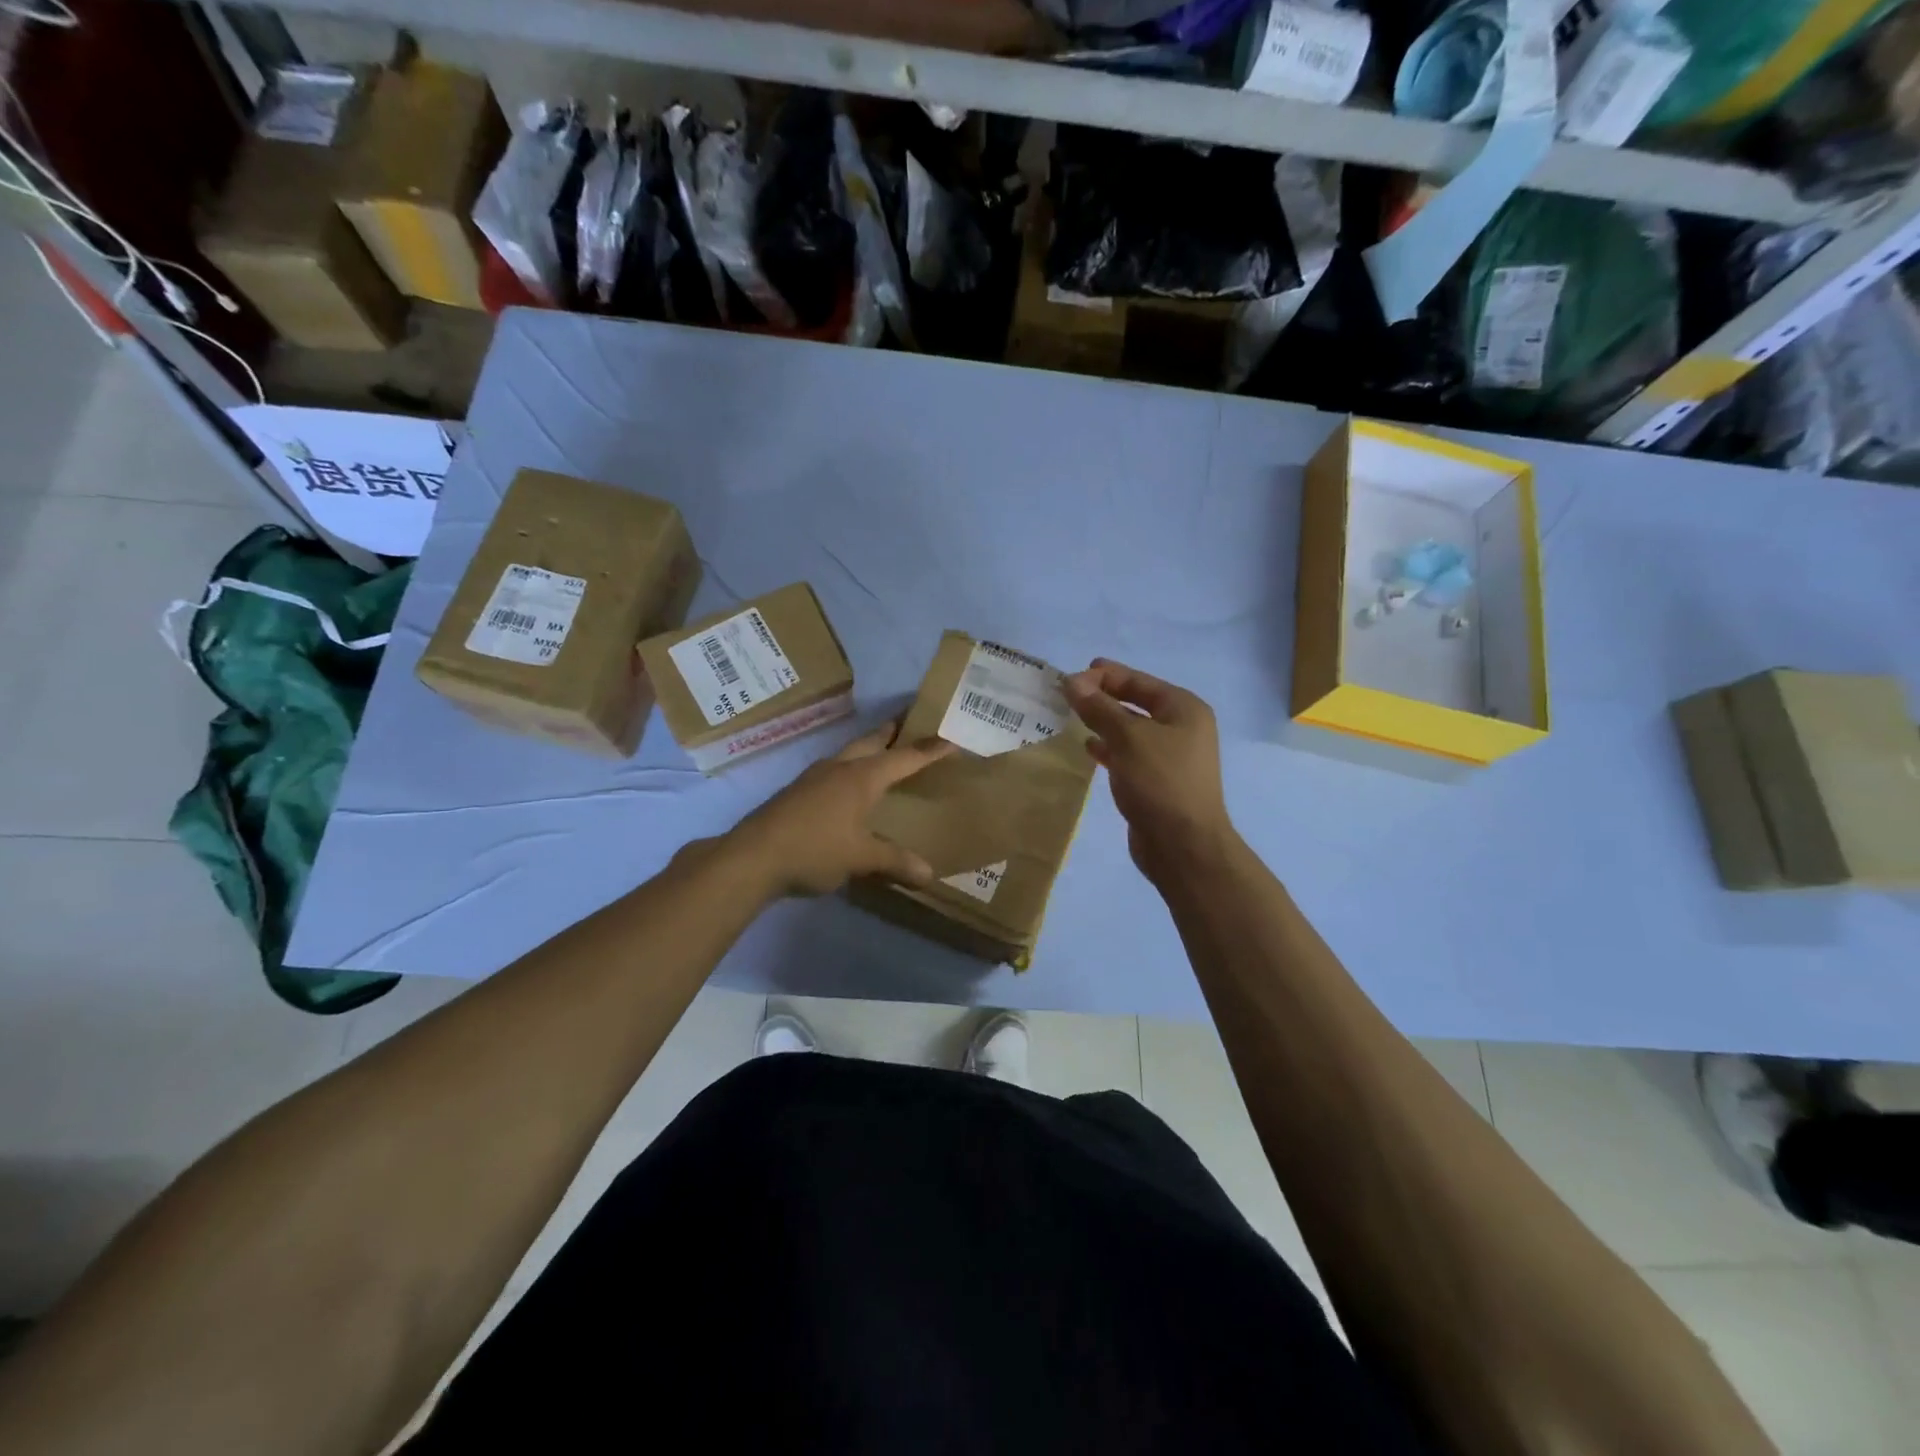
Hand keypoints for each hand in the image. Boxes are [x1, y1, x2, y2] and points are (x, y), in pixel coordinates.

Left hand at [725, 723, 953, 896]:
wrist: (752, 857)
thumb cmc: (814, 849)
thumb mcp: (860, 858)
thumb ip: (895, 862)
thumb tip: (929, 875)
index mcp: (861, 777)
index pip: (904, 757)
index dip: (929, 750)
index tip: (950, 739)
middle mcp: (840, 768)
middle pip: (872, 741)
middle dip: (893, 732)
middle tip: (911, 724)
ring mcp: (814, 777)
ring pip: (849, 753)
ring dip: (869, 749)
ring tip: (883, 755)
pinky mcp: (798, 792)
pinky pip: (833, 771)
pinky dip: (851, 770)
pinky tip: (849, 788)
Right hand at [1062, 658, 1234, 883]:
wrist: (1183, 845)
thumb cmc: (1160, 782)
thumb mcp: (1128, 738)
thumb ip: (1099, 707)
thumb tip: (1072, 682)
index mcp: (1183, 709)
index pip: (1138, 680)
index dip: (1104, 676)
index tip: (1070, 678)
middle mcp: (1181, 728)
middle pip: (1135, 702)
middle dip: (1102, 697)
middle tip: (1067, 694)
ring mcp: (1170, 756)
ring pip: (1130, 729)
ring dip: (1103, 721)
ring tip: (1071, 717)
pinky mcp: (1156, 781)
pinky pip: (1128, 754)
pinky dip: (1108, 747)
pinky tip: (1088, 747)